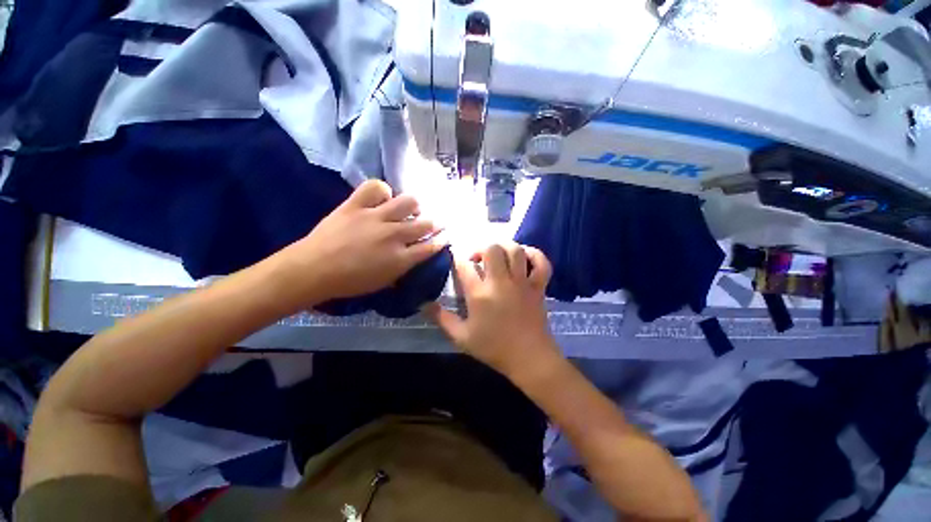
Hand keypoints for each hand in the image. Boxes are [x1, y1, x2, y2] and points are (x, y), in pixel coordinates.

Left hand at [270, 180, 444, 308]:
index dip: (441, 240)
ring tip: (412, 208)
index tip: (445, 236)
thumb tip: (412, 258)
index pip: (430, 246)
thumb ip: (402, 269)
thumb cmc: (349, 282)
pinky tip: (383, 197)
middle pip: (425, 224)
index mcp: (401, 258)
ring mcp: (376, 217)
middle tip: (434, 222)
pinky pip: (375, 187)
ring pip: (408, 202)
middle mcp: (394, 235)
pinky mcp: (356, 205)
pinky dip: (382, 190)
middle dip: (435, 223)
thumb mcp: (382, 283)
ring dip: (414, 205)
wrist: (313, 270)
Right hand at [425, 242, 560, 379]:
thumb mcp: (461, 337)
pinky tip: (525, 255)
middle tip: (477, 258)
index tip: (455, 259)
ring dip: (504, 246)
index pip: (464, 265)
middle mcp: (501, 283)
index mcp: (480, 294)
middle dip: (481, 248)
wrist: (529, 358)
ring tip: (498, 255)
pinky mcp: (538, 286)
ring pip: (516, 250)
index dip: (456, 257)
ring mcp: (522, 283)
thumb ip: (441, 318)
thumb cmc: (494, 348)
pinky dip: (535, 254)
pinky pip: (542, 263)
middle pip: (492, 249)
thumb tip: (423, 304)